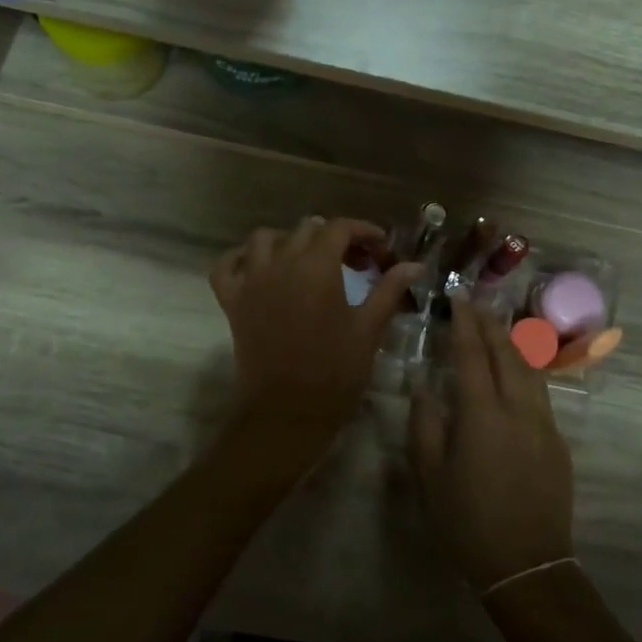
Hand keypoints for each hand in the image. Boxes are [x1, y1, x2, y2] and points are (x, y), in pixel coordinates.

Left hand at [210, 218, 421, 434]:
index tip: (382, 248)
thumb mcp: (368, 329)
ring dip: (288, 241)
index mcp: (317, 266)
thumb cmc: (335, 371)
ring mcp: (251, 281)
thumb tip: (415, 265)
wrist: (287, 413)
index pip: (340, 228)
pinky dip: (240, 258)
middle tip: (355, 261)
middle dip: (334, 237)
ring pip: (264, 239)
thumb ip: (389, 290)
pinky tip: (259, 267)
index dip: (364, 231)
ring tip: (307, 259)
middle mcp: (281, 263)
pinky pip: (226, 265)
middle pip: (306, 230)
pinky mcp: (232, 301)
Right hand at [408, 296, 574, 591]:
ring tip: (497, 327)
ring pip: (530, 368)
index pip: (473, 354)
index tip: (457, 298)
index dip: (464, 323)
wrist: (527, 564)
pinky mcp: (558, 440)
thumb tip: (424, 386)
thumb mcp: (430, 475)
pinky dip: (525, 369)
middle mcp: (518, 408)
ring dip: (511, 341)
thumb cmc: (467, 521)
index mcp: (482, 414)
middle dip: (490, 323)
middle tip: (475, 304)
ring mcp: (544, 422)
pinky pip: (540, 391)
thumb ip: (424, 424)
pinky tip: (516, 371)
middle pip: (507, 351)